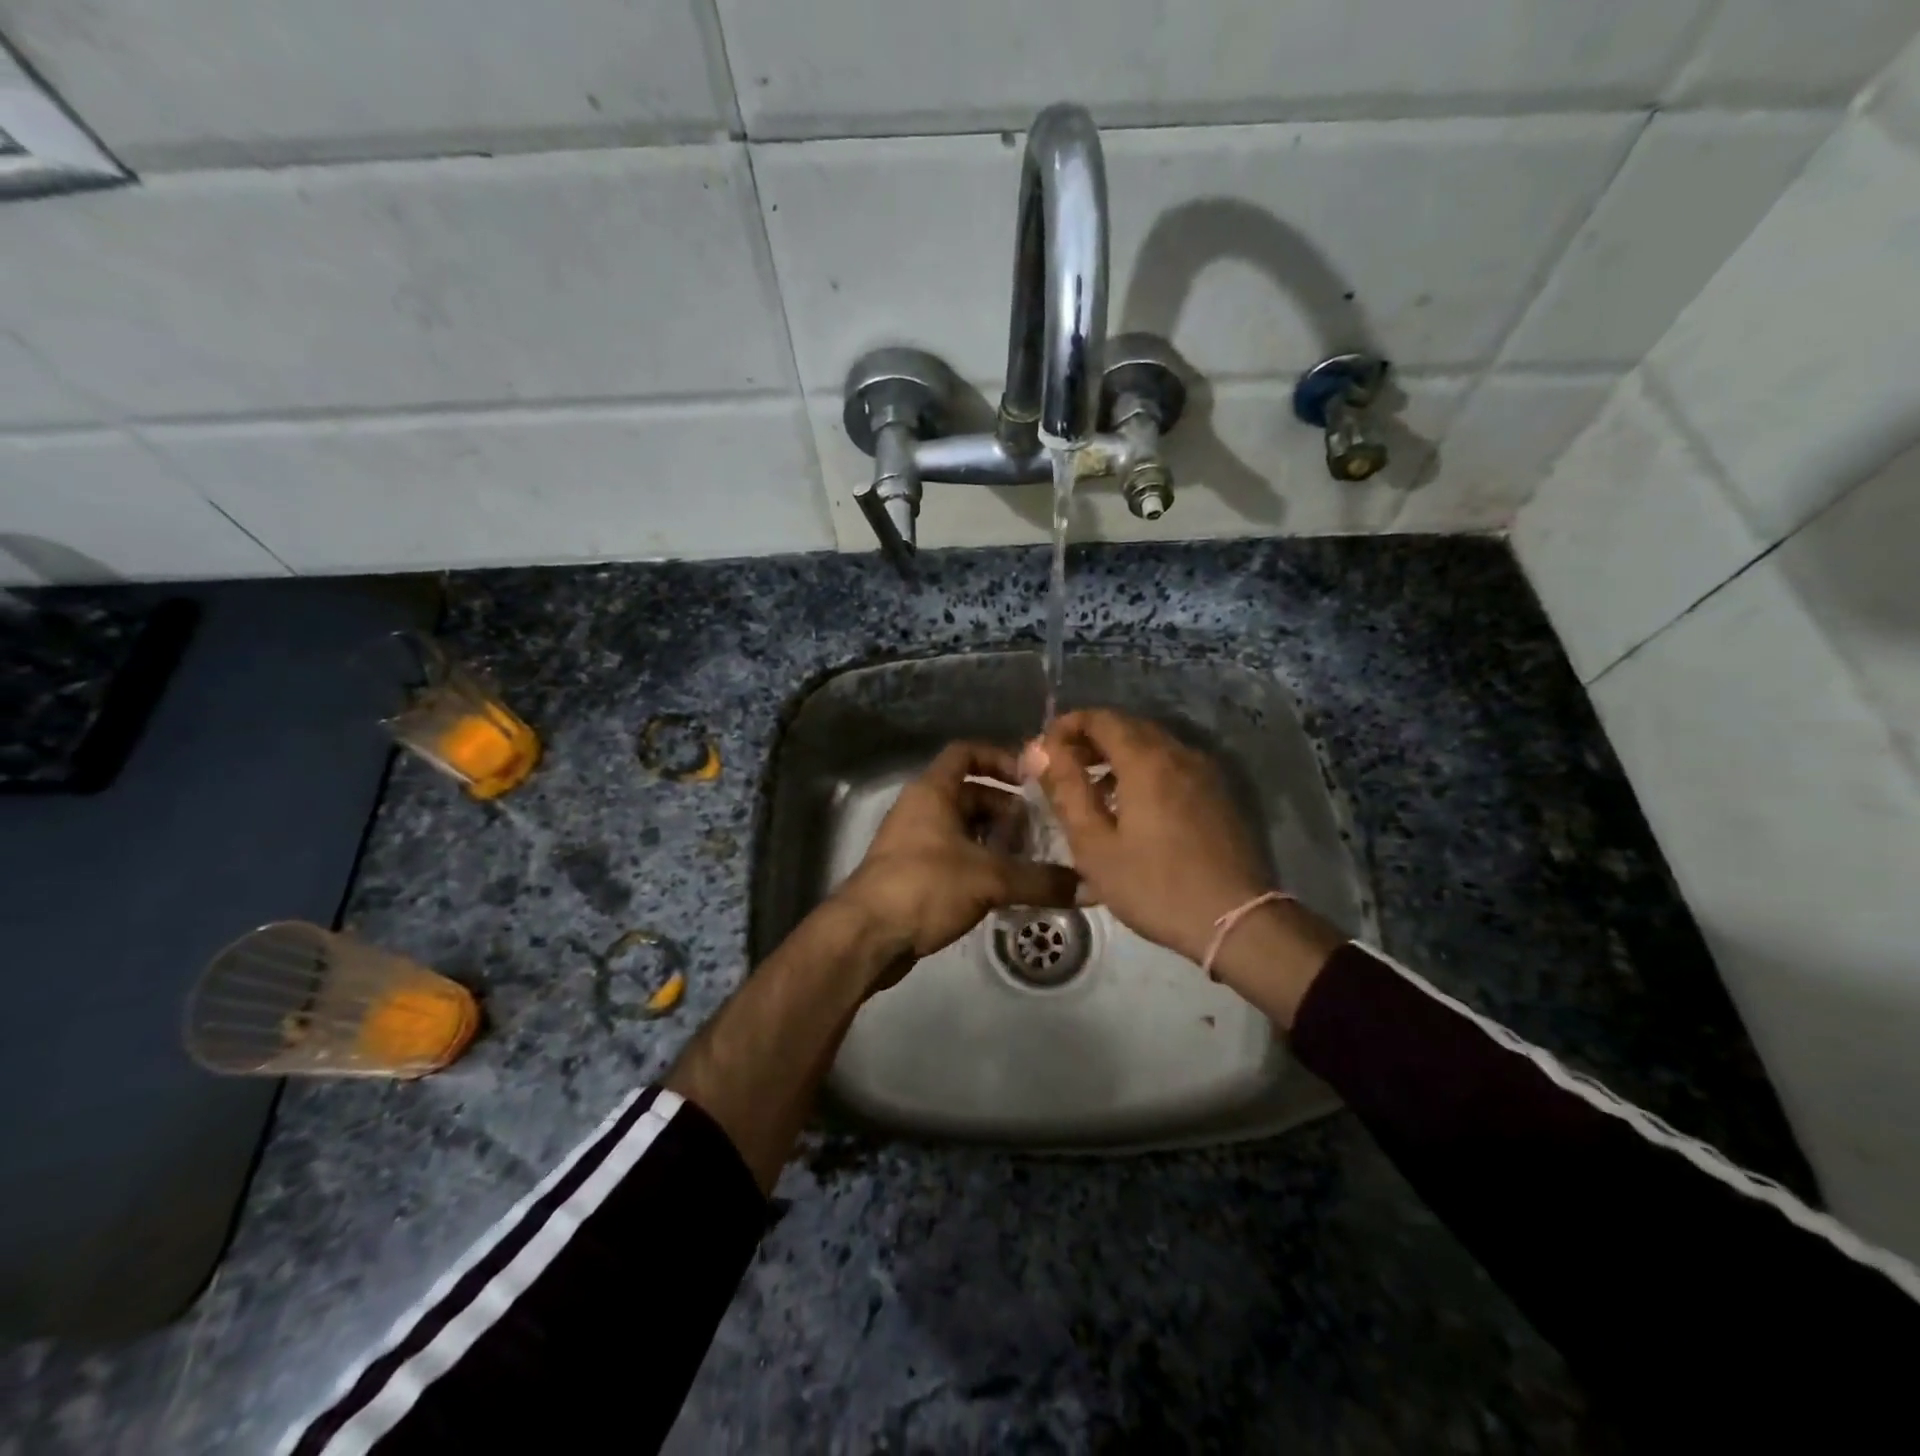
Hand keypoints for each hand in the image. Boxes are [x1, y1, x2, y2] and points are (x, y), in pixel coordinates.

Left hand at [832, 742, 1079, 990]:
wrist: (865, 935)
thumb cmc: (925, 886)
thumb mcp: (990, 879)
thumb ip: (1041, 881)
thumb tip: (1092, 888)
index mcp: (933, 791)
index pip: (966, 752)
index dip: (1000, 758)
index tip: (1031, 780)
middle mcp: (920, 808)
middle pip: (971, 794)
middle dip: (1006, 811)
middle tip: (1040, 834)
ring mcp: (912, 840)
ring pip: (962, 828)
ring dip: (994, 841)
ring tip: (1028, 863)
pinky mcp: (911, 872)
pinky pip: (952, 855)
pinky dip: (978, 863)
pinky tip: (1002, 889)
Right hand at [1027, 709, 1276, 964]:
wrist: (1235, 921)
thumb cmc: (1154, 885)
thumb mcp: (1095, 845)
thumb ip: (1066, 790)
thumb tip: (1041, 748)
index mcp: (1146, 760)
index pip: (1101, 718)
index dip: (1067, 725)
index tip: (1044, 748)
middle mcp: (1178, 753)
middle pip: (1128, 727)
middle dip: (1091, 739)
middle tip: (1063, 767)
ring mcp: (1204, 772)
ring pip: (1153, 746)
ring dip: (1117, 755)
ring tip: (1092, 789)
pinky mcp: (1218, 794)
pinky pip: (1172, 765)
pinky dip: (1144, 770)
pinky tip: (1131, 805)